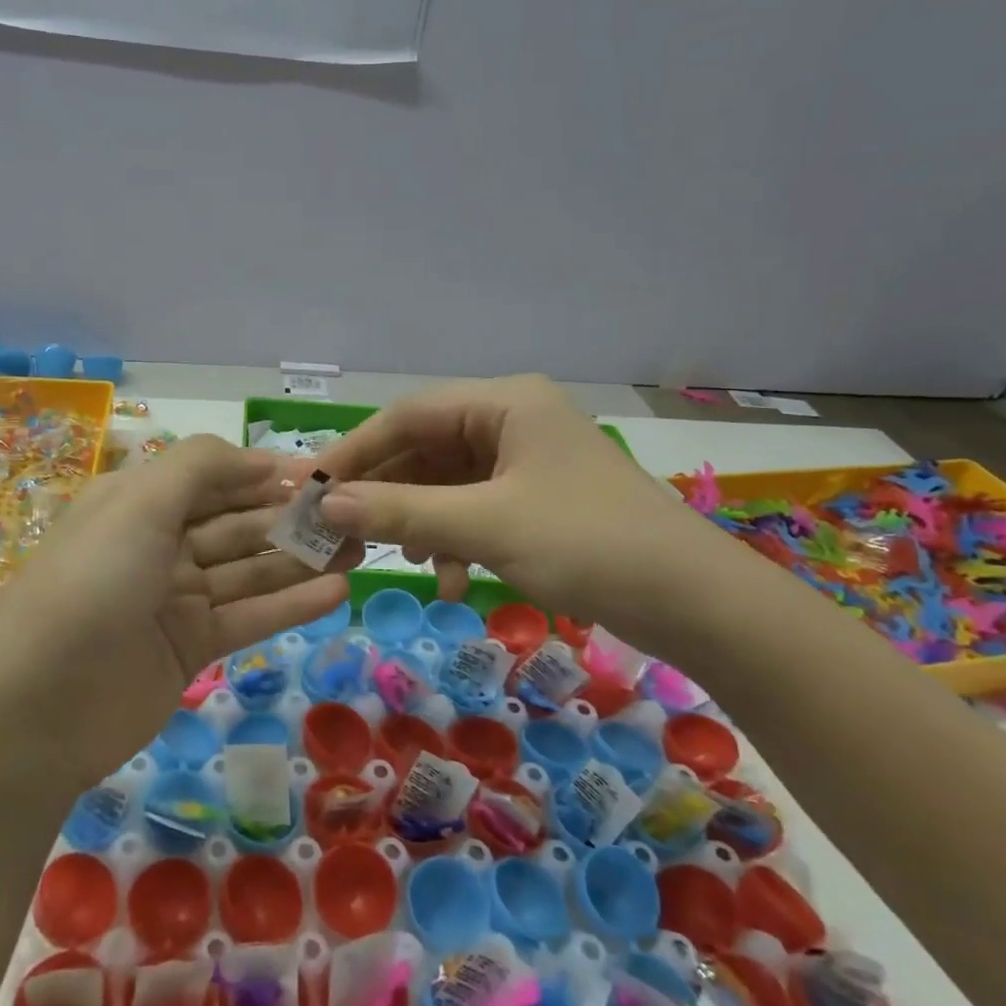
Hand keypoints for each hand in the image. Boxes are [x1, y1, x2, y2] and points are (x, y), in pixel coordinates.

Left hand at [0, 435, 356, 787]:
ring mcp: (175, 599)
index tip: (324, 475)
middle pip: (238, 524)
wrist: (37, 709)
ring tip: (360, 549)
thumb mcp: (137, 504)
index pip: (214, 477)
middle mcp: (158, 545)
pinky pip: (248, 618)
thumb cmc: (90, 584)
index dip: (266, 474)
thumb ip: (200, 467)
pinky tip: (337, 591)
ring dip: (301, 559)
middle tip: (356, 516)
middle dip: (293, 518)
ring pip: (250, 571)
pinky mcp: (191, 648)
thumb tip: (263, 458)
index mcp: (138, 503)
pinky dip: (290, 604)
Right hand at [313, 375, 726, 645]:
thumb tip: (326, 503)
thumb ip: (402, 510)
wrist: (694, 602)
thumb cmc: (586, 543)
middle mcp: (513, 421)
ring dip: (419, 522)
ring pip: (446, 484)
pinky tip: (450, 580)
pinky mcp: (536, 501)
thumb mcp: (485, 525)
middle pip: (425, 449)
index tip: (312, 488)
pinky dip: (454, 540)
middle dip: (386, 493)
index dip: (356, 451)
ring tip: (398, 558)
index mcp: (505, 403)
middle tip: (341, 531)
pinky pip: (474, 510)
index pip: (408, 415)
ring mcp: (526, 463)